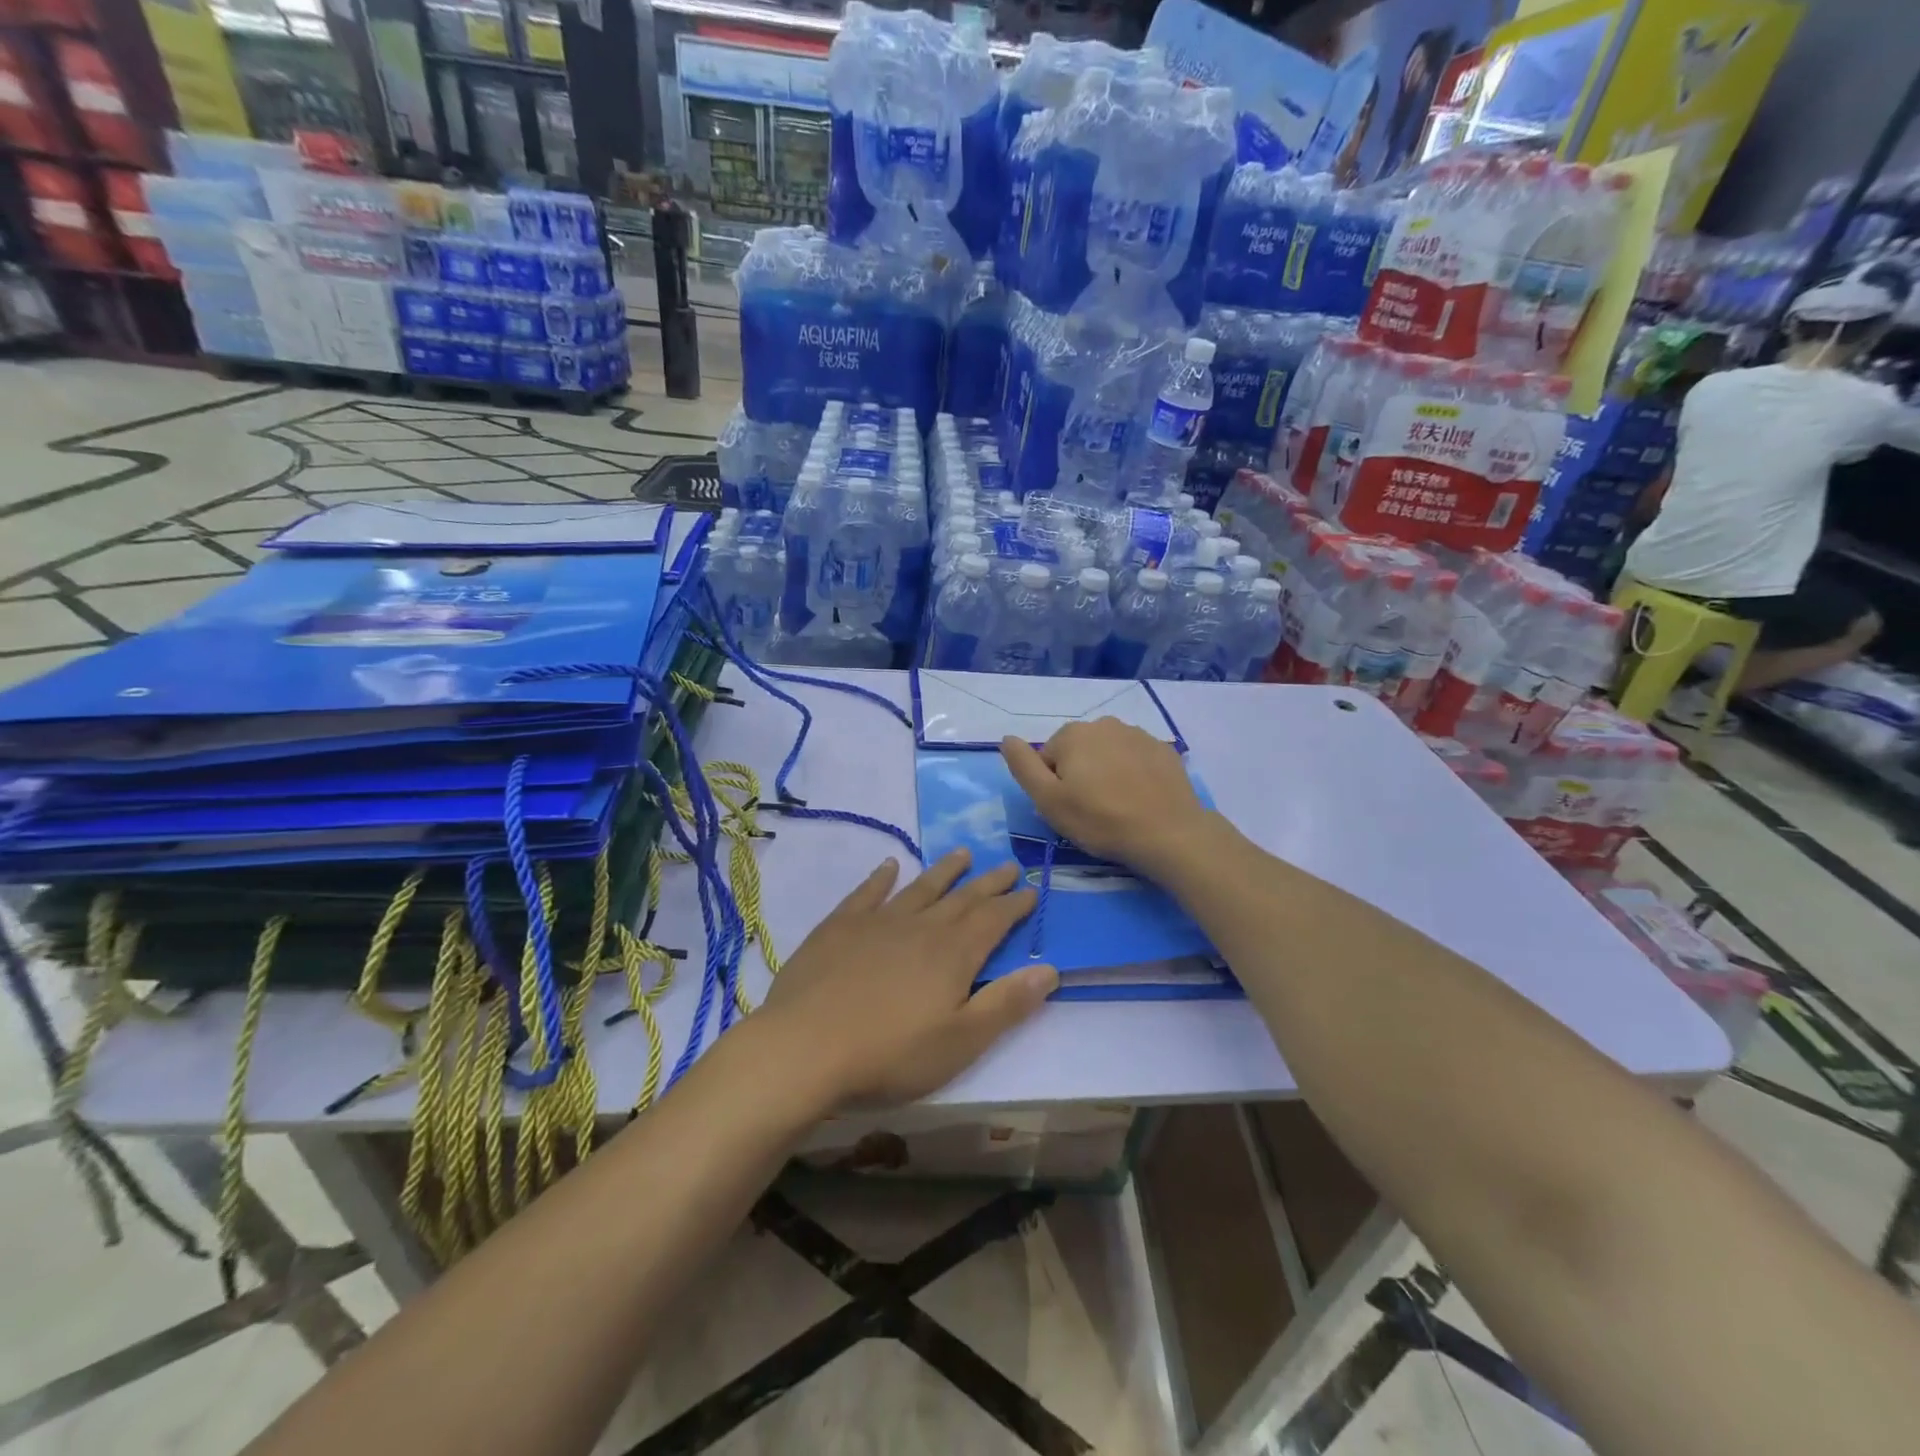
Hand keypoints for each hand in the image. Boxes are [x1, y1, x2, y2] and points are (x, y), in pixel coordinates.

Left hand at [760, 850, 1056, 1107]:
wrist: (806, 1047)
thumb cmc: (891, 1054)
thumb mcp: (961, 1042)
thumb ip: (1006, 1004)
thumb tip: (1050, 969)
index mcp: (953, 954)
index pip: (993, 920)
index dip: (1014, 905)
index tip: (1031, 889)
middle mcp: (921, 926)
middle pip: (962, 898)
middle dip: (989, 883)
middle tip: (1008, 864)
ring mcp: (878, 922)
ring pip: (920, 888)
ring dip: (944, 871)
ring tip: (963, 853)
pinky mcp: (840, 926)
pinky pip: (868, 893)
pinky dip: (881, 878)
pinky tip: (889, 866)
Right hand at [1000, 719, 1215, 877]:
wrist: (1168, 833)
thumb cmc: (1100, 819)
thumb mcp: (1048, 800)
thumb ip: (1023, 766)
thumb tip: (1006, 738)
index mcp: (1073, 734)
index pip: (1048, 758)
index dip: (1053, 787)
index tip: (1069, 809)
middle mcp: (1105, 724)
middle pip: (1079, 752)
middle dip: (1080, 776)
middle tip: (1092, 811)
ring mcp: (1139, 734)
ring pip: (1109, 754)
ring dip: (1107, 774)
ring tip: (1118, 807)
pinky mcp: (1164, 751)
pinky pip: (1137, 760)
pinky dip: (1134, 775)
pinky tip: (1140, 800)